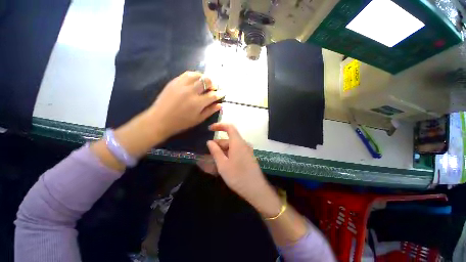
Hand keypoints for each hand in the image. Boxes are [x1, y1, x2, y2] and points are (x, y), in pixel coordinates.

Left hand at [93, 72, 222, 170]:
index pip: (213, 95)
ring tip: (205, 82)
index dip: (220, 93)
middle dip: (213, 84)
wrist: (160, 119)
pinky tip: (195, 80)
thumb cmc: (181, 122)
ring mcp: (182, 85)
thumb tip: (220, 105)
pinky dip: (194, 75)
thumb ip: (210, 111)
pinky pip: (187, 74)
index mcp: (198, 103)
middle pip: (207, 81)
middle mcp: (191, 91)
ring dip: (204, 78)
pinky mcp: (174, 81)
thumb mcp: (198, 119)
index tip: (223, 93)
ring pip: (197, 75)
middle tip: (214, 88)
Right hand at [206, 123, 281, 217]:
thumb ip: (215, 151)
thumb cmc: (237, 176)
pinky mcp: (248, 157)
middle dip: (218, 143)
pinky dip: (229, 154)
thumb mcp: (223, 164)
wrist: (255, 189)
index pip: (229, 127)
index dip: (219, 126)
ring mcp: (247, 151)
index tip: (210, 129)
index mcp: (238, 143)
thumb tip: (210, 142)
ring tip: (214, 160)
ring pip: (233, 146)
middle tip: (209, 152)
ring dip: (223, 150)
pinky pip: (237, 151)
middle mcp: (244, 144)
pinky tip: (224, 163)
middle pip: (229, 139)